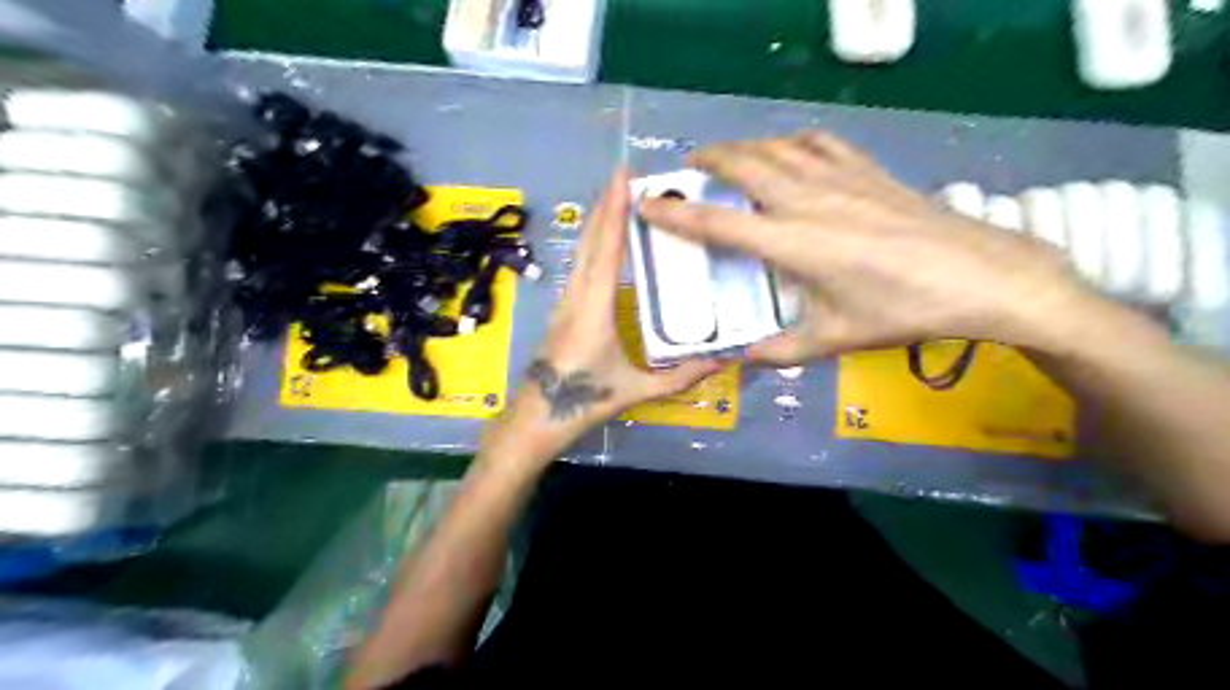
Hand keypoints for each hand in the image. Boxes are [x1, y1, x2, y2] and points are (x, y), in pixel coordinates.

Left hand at [487, 168, 722, 459]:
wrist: (537, 415)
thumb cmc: (586, 400)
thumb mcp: (638, 389)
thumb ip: (683, 376)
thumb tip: (726, 359)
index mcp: (595, 307)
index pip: (606, 249)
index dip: (614, 211)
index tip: (623, 177)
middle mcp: (576, 294)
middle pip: (589, 240)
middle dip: (605, 204)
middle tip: (625, 174)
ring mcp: (564, 299)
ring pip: (580, 250)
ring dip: (597, 221)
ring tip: (617, 198)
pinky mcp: (562, 307)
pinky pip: (578, 265)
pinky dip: (592, 242)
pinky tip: (602, 240)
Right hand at [638, 129, 1098, 365]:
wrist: (981, 277)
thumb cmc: (902, 311)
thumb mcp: (834, 339)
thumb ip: (780, 352)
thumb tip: (741, 362)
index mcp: (794, 244)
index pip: (719, 224)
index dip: (677, 215)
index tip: (648, 204)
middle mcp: (809, 202)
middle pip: (745, 167)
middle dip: (708, 161)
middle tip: (687, 168)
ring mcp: (841, 180)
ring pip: (778, 148)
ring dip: (746, 148)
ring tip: (729, 157)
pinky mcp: (869, 172)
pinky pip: (820, 144)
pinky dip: (793, 142)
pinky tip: (790, 152)